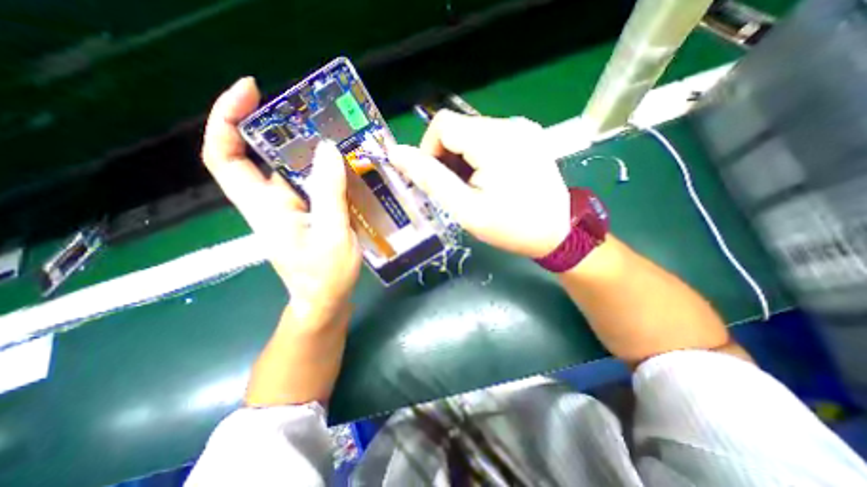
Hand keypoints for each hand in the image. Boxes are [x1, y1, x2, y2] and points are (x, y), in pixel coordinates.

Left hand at [201, 77, 361, 326]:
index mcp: (266, 208)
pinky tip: (346, 170)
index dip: (227, 119)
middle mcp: (270, 204)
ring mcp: (290, 210)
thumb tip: (327, 149)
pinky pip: (311, 186)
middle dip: (280, 128)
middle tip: (313, 113)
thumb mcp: (332, 234)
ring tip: (337, 138)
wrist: (325, 302)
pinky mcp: (307, 216)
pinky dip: (324, 172)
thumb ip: (329, 194)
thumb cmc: (326, 276)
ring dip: (309, 151)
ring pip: (290, 171)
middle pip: (261, 157)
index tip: (252, 91)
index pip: (225, 157)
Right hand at [389, 108, 574, 257]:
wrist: (556, 233)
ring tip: (475, 186)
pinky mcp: (529, 135)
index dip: (429, 149)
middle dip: (448, 157)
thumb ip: (430, 178)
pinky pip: (490, 137)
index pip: (442, 124)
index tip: (436, 179)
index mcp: (495, 141)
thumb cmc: (510, 227)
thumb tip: (397, 153)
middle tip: (457, 189)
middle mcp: (511, 124)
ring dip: (463, 158)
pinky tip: (489, 178)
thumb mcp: (465, 209)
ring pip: (473, 132)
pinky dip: (479, 155)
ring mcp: (523, 128)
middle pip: (458, 127)